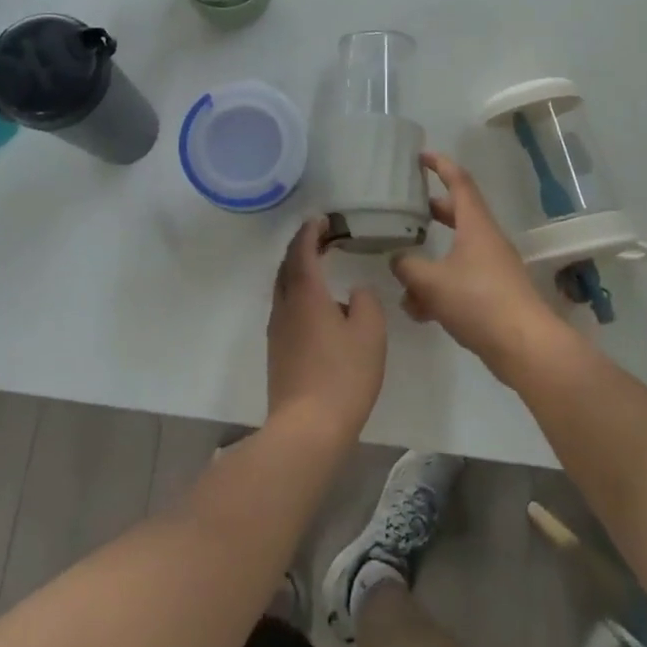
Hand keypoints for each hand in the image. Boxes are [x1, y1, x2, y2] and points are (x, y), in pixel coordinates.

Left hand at [267, 218, 386, 445]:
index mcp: (306, 292)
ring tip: (319, 265)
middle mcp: (285, 304)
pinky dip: (297, 292)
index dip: (310, 231)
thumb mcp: (370, 332)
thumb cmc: (343, 374)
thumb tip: (353, 293)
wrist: (308, 427)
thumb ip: (365, 302)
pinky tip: (315, 305)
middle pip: (287, 265)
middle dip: (301, 247)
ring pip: (283, 287)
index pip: (302, 249)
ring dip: (298, 270)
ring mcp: (277, 329)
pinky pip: (285, 307)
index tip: (322, 219)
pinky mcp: (277, 350)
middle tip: (321, 237)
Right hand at [391, 151, 566, 380]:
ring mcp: (493, 268)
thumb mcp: (431, 282)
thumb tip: (397, 259)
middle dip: (431, 211)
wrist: (526, 346)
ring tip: (402, 274)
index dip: (440, 164)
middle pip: (457, 214)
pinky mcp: (495, 295)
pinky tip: (419, 312)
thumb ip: (407, 267)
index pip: (458, 181)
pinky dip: (439, 289)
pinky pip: (461, 281)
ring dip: (430, 260)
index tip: (420, 155)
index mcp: (475, 225)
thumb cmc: (479, 301)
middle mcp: (487, 240)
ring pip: (456, 253)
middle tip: (407, 208)